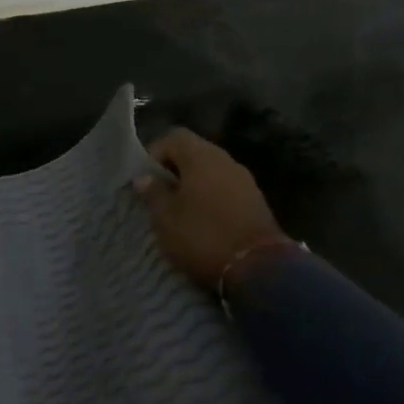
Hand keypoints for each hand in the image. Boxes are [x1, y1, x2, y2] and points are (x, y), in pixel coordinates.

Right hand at [133, 128, 289, 290]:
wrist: (258, 267)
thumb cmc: (203, 237)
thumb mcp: (166, 218)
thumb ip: (153, 192)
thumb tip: (144, 176)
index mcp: (201, 157)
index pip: (173, 137)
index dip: (154, 153)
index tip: (144, 179)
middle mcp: (225, 160)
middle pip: (193, 151)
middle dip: (173, 169)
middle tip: (158, 194)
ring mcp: (244, 179)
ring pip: (210, 170)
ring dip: (192, 184)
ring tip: (178, 209)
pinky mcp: (255, 199)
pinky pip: (225, 187)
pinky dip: (210, 196)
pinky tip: (202, 219)